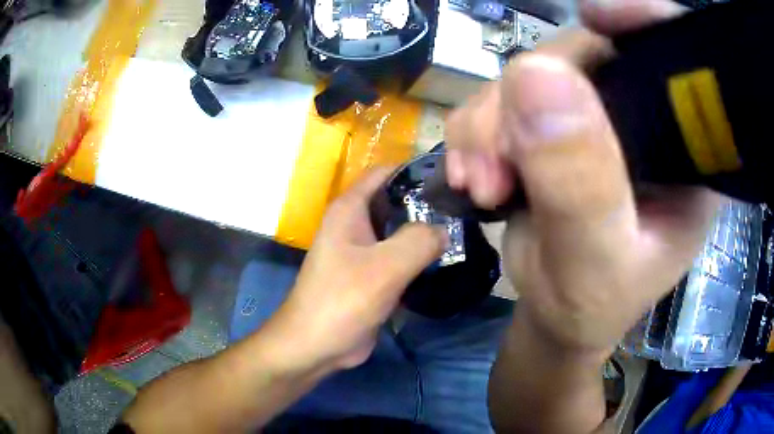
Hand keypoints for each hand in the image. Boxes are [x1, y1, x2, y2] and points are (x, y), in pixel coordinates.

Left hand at [271, 169, 444, 368]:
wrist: (316, 345)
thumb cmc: (342, 300)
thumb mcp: (385, 267)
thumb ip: (420, 240)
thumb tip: (445, 229)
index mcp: (350, 209)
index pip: (386, 173)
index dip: (416, 171)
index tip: (452, 181)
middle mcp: (354, 224)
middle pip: (396, 202)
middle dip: (427, 205)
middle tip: (464, 211)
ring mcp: (362, 251)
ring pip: (399, 231)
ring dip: (425, 233)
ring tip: (462, 233)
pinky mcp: (370, 275)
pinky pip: (398, 257)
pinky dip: (418, 257)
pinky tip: (445, 260)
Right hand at [445, 0, 721, 355]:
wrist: (558, 315)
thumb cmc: (593, 307)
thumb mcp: (594, 266)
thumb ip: (580, 184)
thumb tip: (534, 74)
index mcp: (688, 150)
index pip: (679, 60)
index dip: (643, 21)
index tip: (595, 18)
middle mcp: (649, 117)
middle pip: (590, 54)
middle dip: (530, 96)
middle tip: (496, 166)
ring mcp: (600, 114)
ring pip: (535, 71)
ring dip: (491, 122)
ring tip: (482, 184)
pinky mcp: (558, 121)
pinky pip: (506, 95)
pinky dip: (478, 130)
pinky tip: (475, 176)